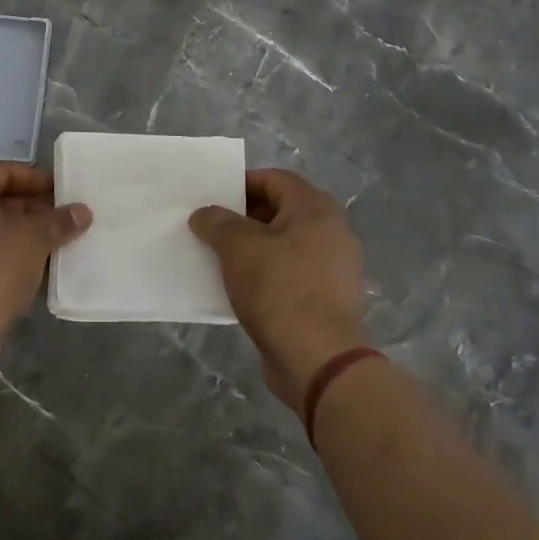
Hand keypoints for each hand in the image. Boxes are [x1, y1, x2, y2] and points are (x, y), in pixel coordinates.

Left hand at [0, 164, 91, 360]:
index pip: (2, 171)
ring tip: (51, 244)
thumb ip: (58, 221)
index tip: (63, 192)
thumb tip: (82, 211)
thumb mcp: (34, 239)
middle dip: (28, 208)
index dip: (36, 180)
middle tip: (61, 219)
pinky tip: (28, 270)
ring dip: (15, 234)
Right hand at [189, 169, 368, 410]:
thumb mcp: (237, 246)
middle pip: (280, 212)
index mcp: (316, 209)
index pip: (274, 179)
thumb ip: (217, 222)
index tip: (212, 198)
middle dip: (243, 218)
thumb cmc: (279, 289)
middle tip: (210, 228)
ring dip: (253, 250)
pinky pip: (291, 276)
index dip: (240, 184)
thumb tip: (204, 214)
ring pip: (284, 246)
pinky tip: (239, 289)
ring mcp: (334, 269)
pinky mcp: (328, 301)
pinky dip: (266, 276)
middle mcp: (332, 232)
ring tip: (219, 259)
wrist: (318, 360)